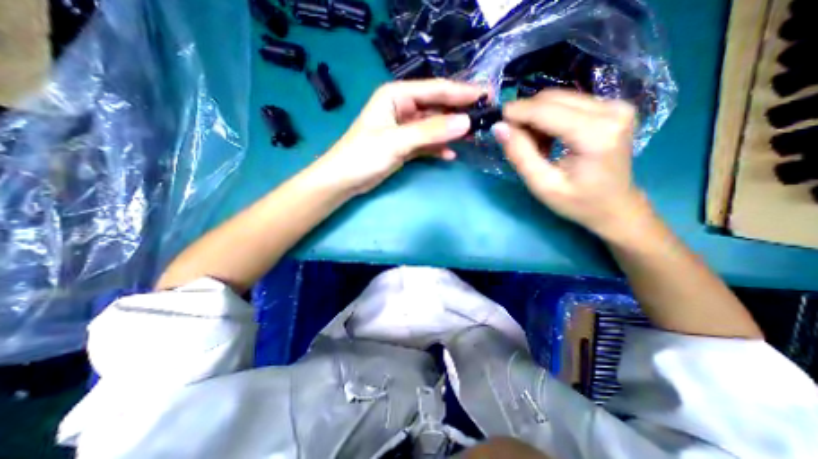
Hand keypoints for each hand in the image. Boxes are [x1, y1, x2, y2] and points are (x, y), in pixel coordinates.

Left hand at [313, 79, 480, 192]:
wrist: (345, 180)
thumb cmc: (364, 155)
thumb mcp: (397, 140)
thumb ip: (431, 131)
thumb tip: (466, 122)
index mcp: (397, 95)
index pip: (435, 90)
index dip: (462, 92)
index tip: (487, 95)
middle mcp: (403, 107)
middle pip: (437, 107)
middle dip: (460, 112)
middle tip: (486, 115)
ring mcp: (405, 128)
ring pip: (434, 126)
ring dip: (452, 132)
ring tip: (474, 136)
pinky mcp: (406, 146)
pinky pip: (428, 143)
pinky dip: (439, 148)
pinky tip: (451, 154)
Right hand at [491, 90, 645, 238]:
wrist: (615, 205)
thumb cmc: (577, 201)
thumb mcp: (542, 185)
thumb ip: (520, 154)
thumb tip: (499, 127)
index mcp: (595, 135)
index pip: (546, 110)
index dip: (517, 112)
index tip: (497, 121)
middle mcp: (611, 110)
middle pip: (552, 98)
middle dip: (526, 116)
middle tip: (516, 141)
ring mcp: (615, 105)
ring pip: (559, 98)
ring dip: (537, 118)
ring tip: (535, 146)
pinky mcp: (612, 106)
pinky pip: (568, 102)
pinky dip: (550, 118)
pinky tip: (550, 139)